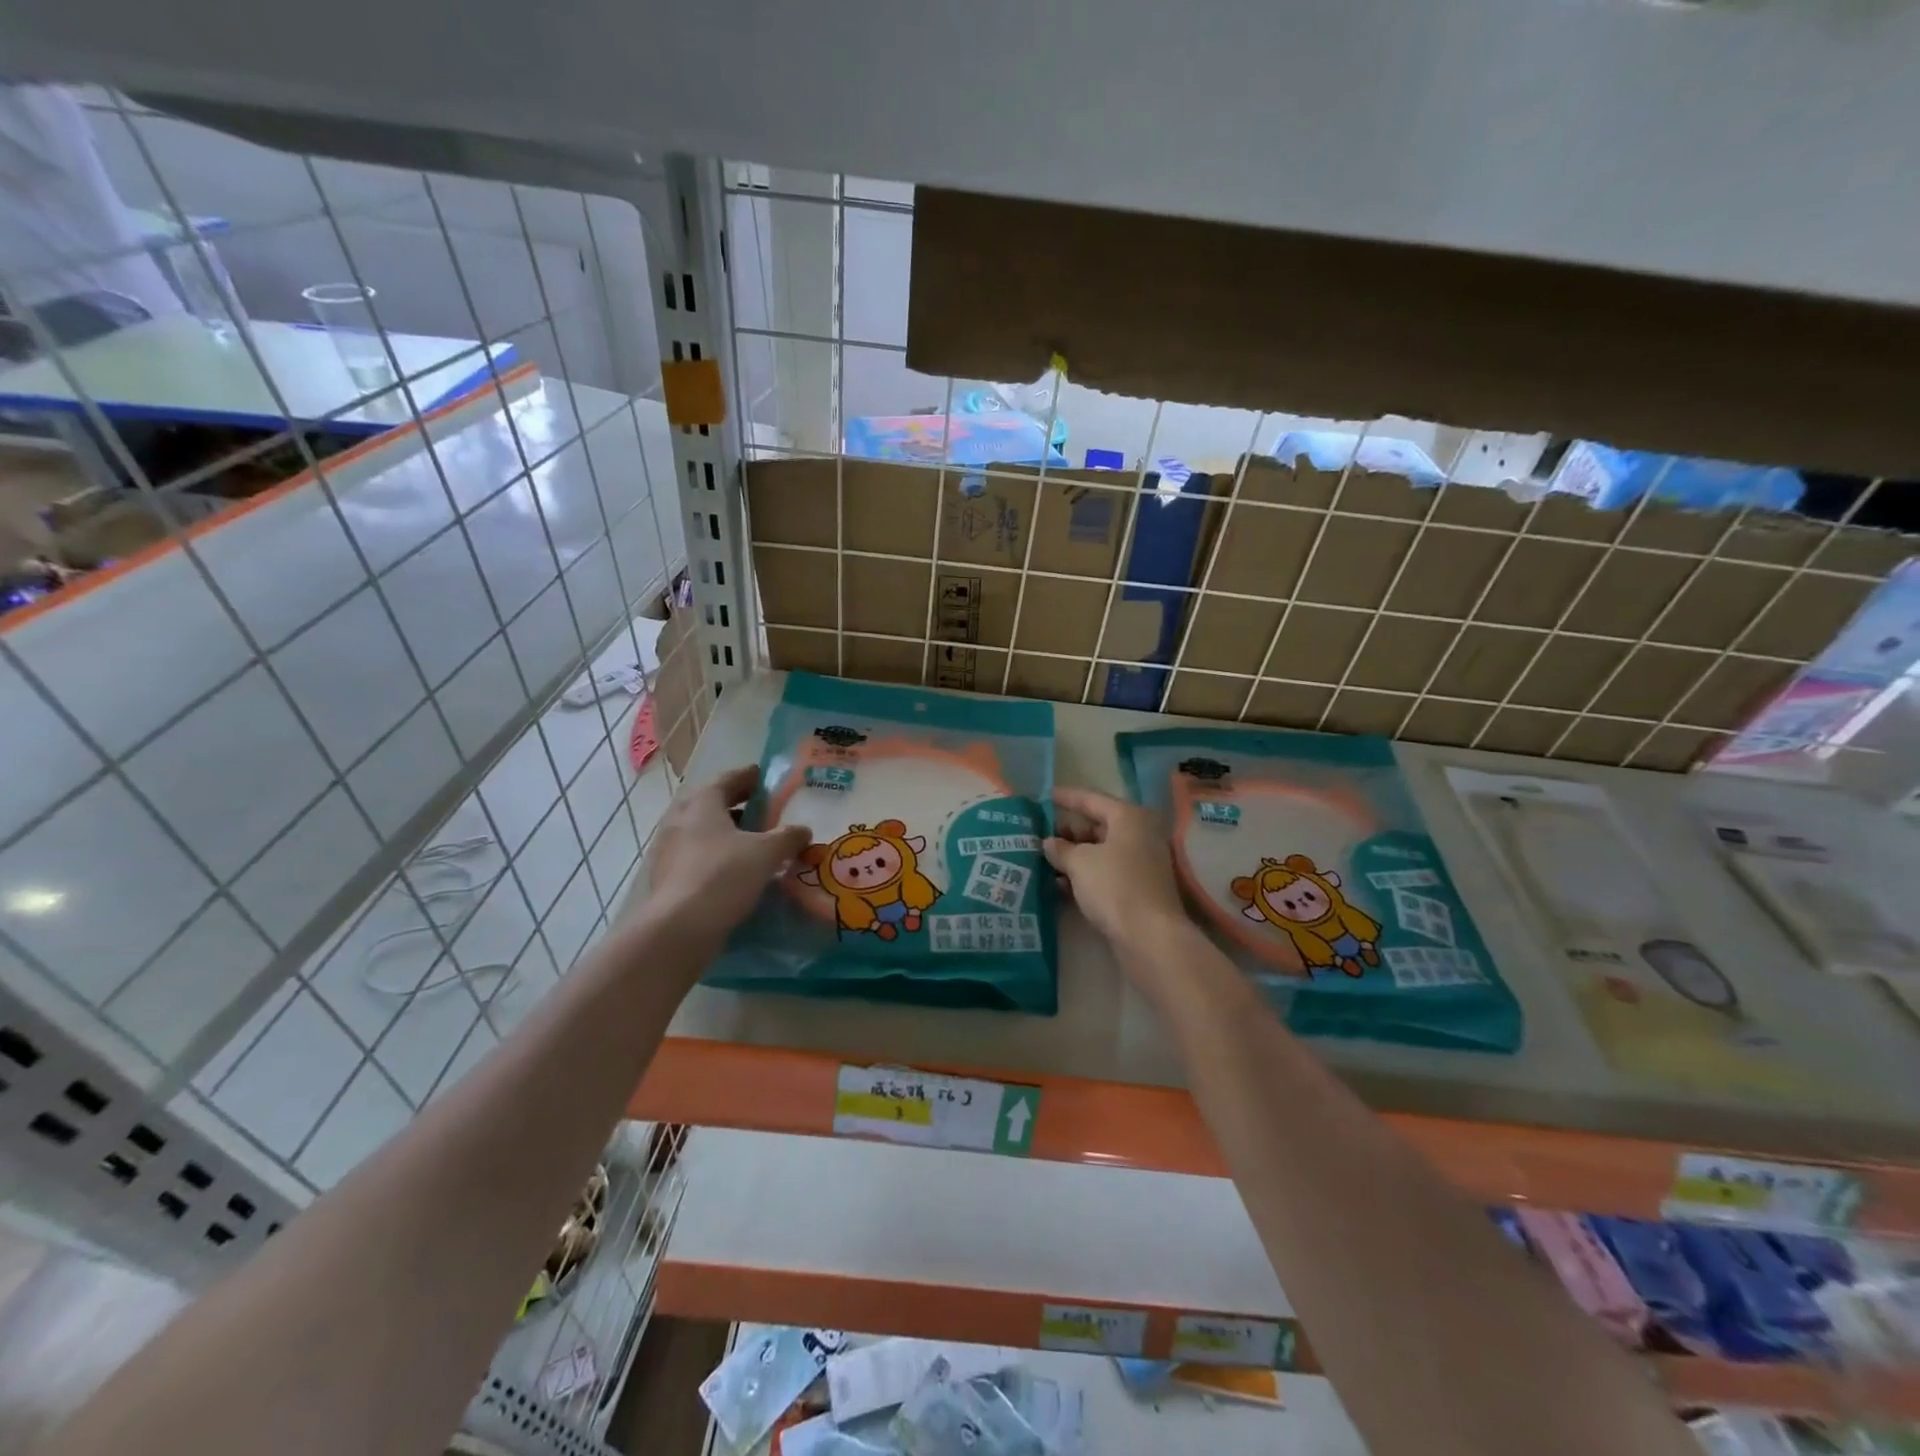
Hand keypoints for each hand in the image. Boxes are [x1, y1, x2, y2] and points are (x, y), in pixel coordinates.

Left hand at [643, 766, 810, 945]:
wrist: (680, 928)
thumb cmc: (724, 875)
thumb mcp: (767, 853)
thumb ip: (788, 837)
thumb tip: (803, 830)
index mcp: (701, 803)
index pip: (726, 780)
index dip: (747, 776)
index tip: (762, 776)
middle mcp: (679, 820)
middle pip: (710, 804)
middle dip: (735, 805)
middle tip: (760, 809)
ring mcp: (668, 850)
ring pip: (701, 832)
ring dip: (725, 833)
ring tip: (752, 842)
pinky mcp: (666, 878)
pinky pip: (696, 857)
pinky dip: (716, 856)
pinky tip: (735, 871)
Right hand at [1043, 787, 1188, 945]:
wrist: (1150, 937)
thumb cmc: (1115, 887)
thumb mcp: (1080, 862)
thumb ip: (1061, 848)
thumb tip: (1049, 843)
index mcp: (1129, 818)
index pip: (1091, 799)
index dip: (1066, 797)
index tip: (1043, 796)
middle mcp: (1138, 835)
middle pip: (1096, 825)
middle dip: (1066, 831)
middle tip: (1038, 835)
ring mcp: (1139, 863)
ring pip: (1099, 851)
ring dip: (1072, 856)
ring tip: (1042, 859)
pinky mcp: (1136, 888)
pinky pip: (1104, 872)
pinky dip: (1083, 875)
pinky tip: (1058, 884)